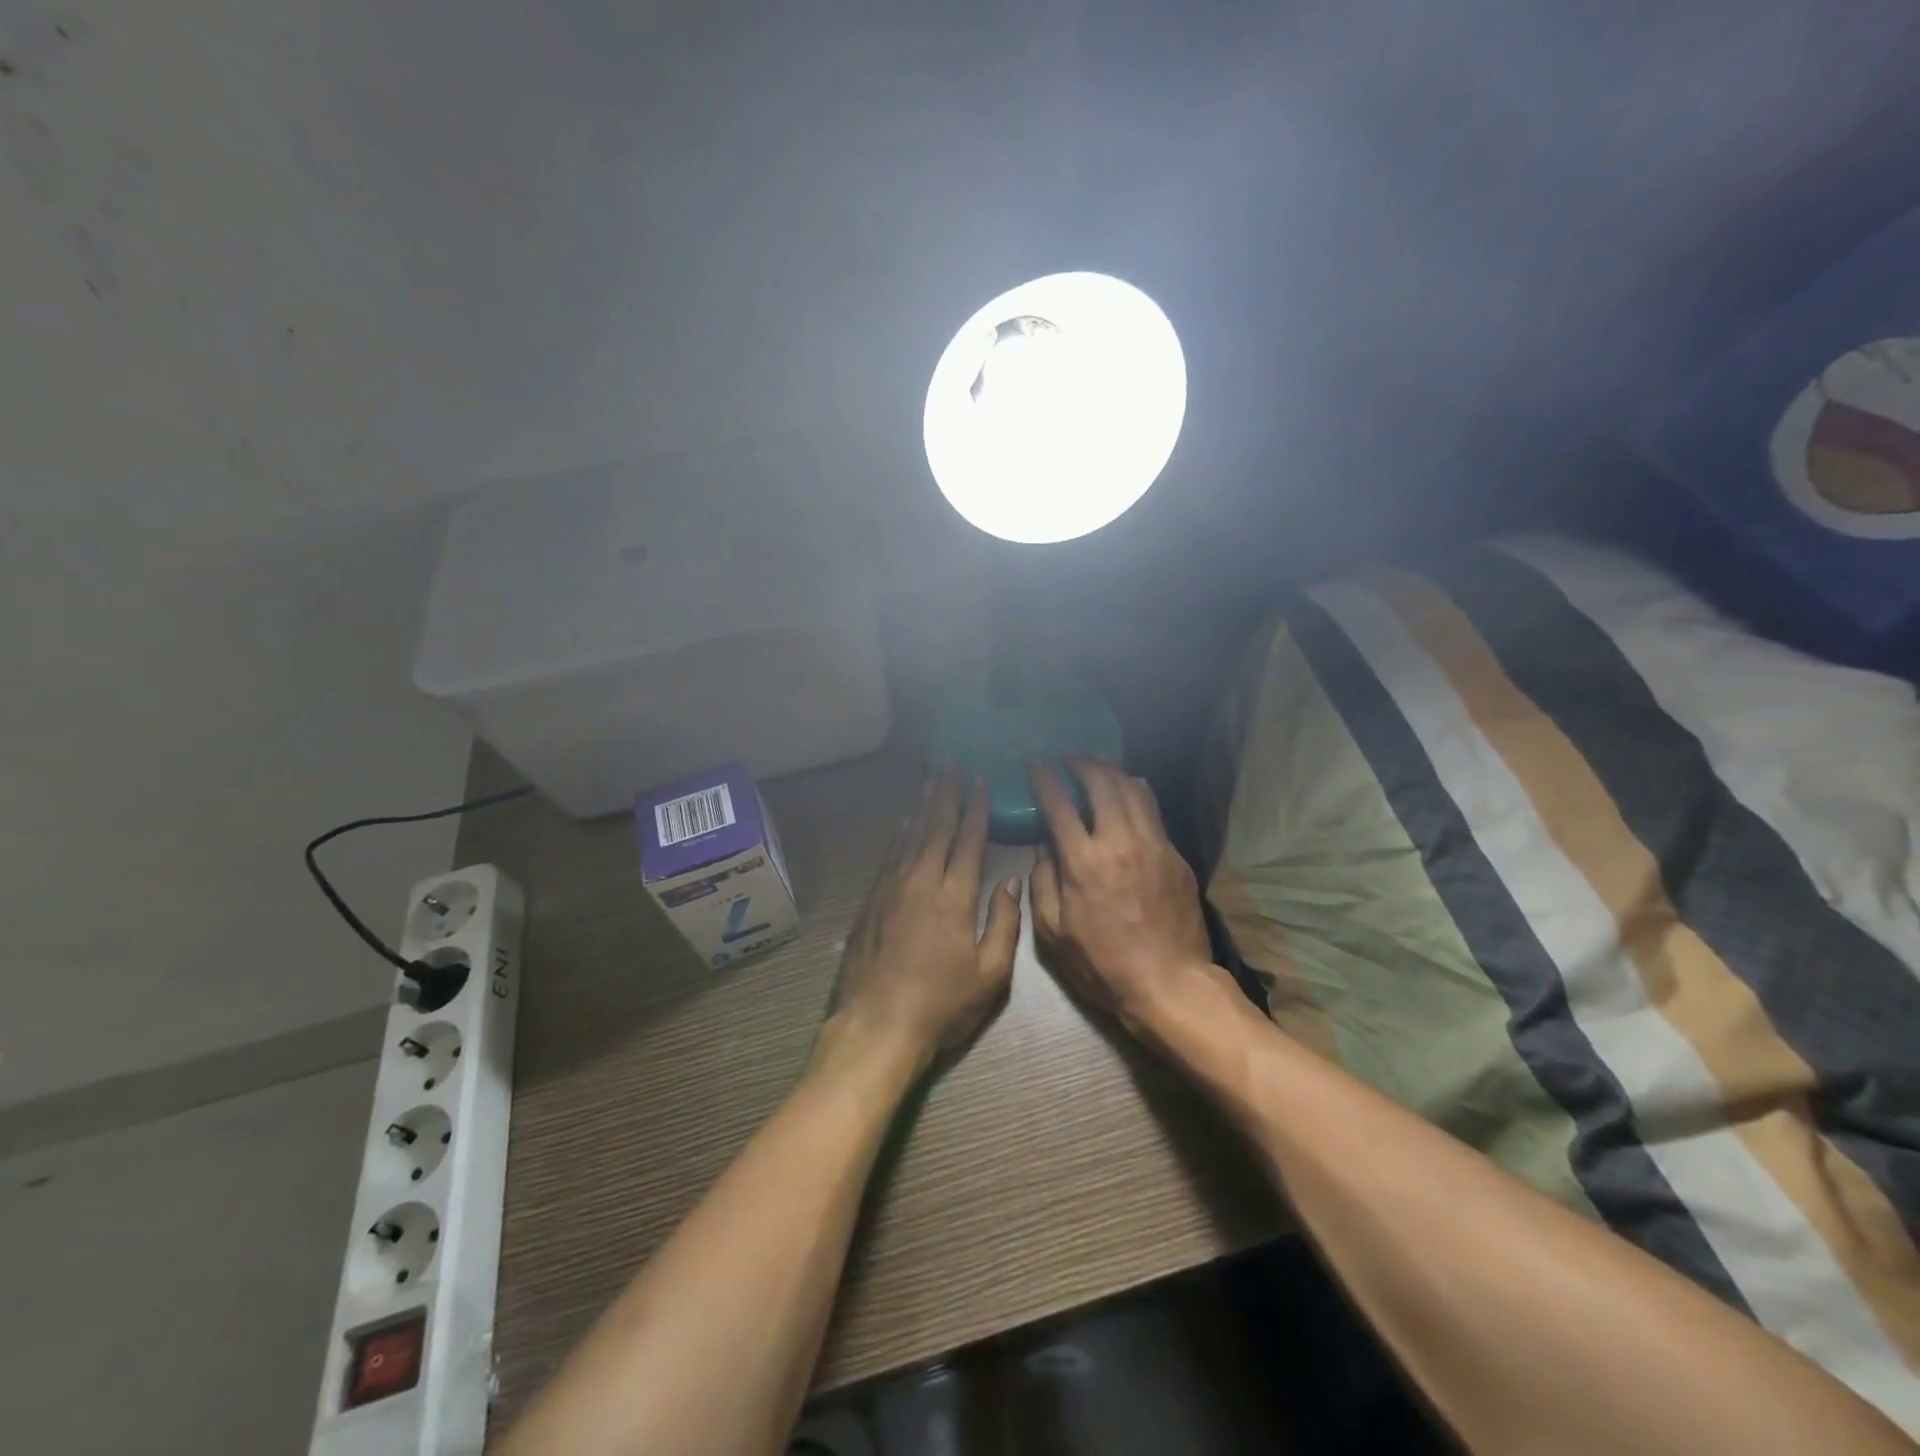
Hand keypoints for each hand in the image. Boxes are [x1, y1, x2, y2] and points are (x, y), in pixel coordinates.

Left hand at [830, 768, 1023, 1065]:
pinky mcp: (873, 901)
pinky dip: (900, 833)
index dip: (976, 809)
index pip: (968, 840)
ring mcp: (892, 888)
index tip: (980, 782)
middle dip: (947, 794)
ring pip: (911, 835)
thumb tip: (1009, 881)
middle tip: (952, 765)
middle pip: (937, 827)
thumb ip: (1004, 923)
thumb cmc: (941, 1004)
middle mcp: (922, 881)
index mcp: (955, 896)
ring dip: (923, 806)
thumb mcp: (990, 973)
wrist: (877, 1025)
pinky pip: (890, 855)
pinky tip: (905, 822)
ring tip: (932, 781)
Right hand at [1028, 758, 1218, 1038]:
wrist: (1169, 983)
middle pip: (1101, 784)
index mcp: (1083, 861)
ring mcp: (1153, 845)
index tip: (1036, 764)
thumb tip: (1043, 849)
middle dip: (1082, 763)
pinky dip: (1138, 792)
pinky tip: (1131, 789)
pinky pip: (1154, 811)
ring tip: (1099, 762)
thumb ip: (1042, 883)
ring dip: (1112, 771)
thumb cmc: (1102, 964)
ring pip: (1133, 790)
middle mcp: (1119, 841)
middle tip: (1070, 756)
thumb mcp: (1052, 933)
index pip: (1059, 805)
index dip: (1045, 779)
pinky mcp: (1175, 856)